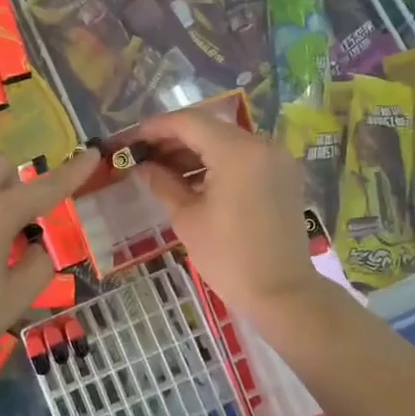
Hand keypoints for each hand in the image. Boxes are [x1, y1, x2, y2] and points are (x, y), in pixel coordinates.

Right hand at [136, 108, 325, 324]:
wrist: (282, 293)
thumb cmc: (228, 258)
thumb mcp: (187, 219)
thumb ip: (163, 183)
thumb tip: (143, 166)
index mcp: (237, 152)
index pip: (189, 122)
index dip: (156, 127)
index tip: (131, 139)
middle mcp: (261, 145)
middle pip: (209, 128)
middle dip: (174, 139)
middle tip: (143, 155)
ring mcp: (276, 159)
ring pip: (227, 141)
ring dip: (195, 151)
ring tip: (162, 169)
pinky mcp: (283, 175)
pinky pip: (244, 157)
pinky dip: (217, 162)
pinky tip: (192, 179)